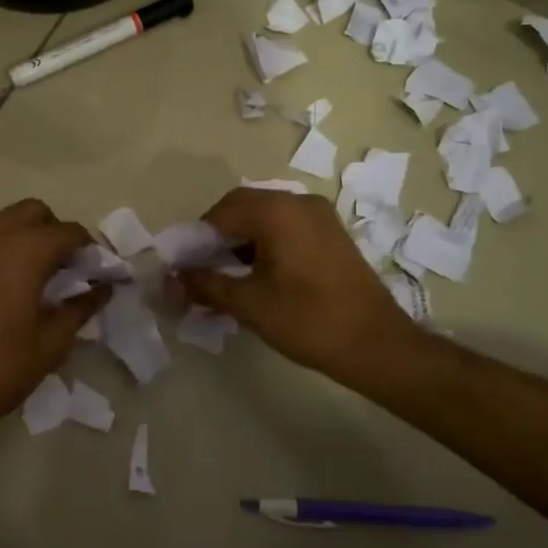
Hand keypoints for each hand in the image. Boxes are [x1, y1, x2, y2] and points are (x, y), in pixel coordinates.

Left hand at [0, 199, 107, 440]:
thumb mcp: (49, 345)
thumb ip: (79, 309)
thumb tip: (102, 289)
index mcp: (25, 251)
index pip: (70, 232)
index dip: (90, 250)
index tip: (100, 274)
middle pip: (36, 213)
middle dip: (57, 233)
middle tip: (69, 270)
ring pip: (7, 220)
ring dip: (29, 236)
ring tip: (40, 278)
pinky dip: (4, 247)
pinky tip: (10, 286)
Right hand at [179, 188, 412, 383]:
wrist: (377, 345)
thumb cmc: (308, 320)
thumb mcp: (249, 304)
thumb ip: (206, 286)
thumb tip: (170, 283)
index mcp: (276, 211)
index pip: (221, 212)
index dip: (196, 238)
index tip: (184, 267)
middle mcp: (298, 202)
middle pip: (243, 207)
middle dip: (217, 236)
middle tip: (202, 270)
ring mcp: (319, 215)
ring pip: (265, 216)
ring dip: (241, 239)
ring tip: (226, 276)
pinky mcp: (331, 233)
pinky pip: (287, 225)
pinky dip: (265, 242)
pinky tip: (257, 274)